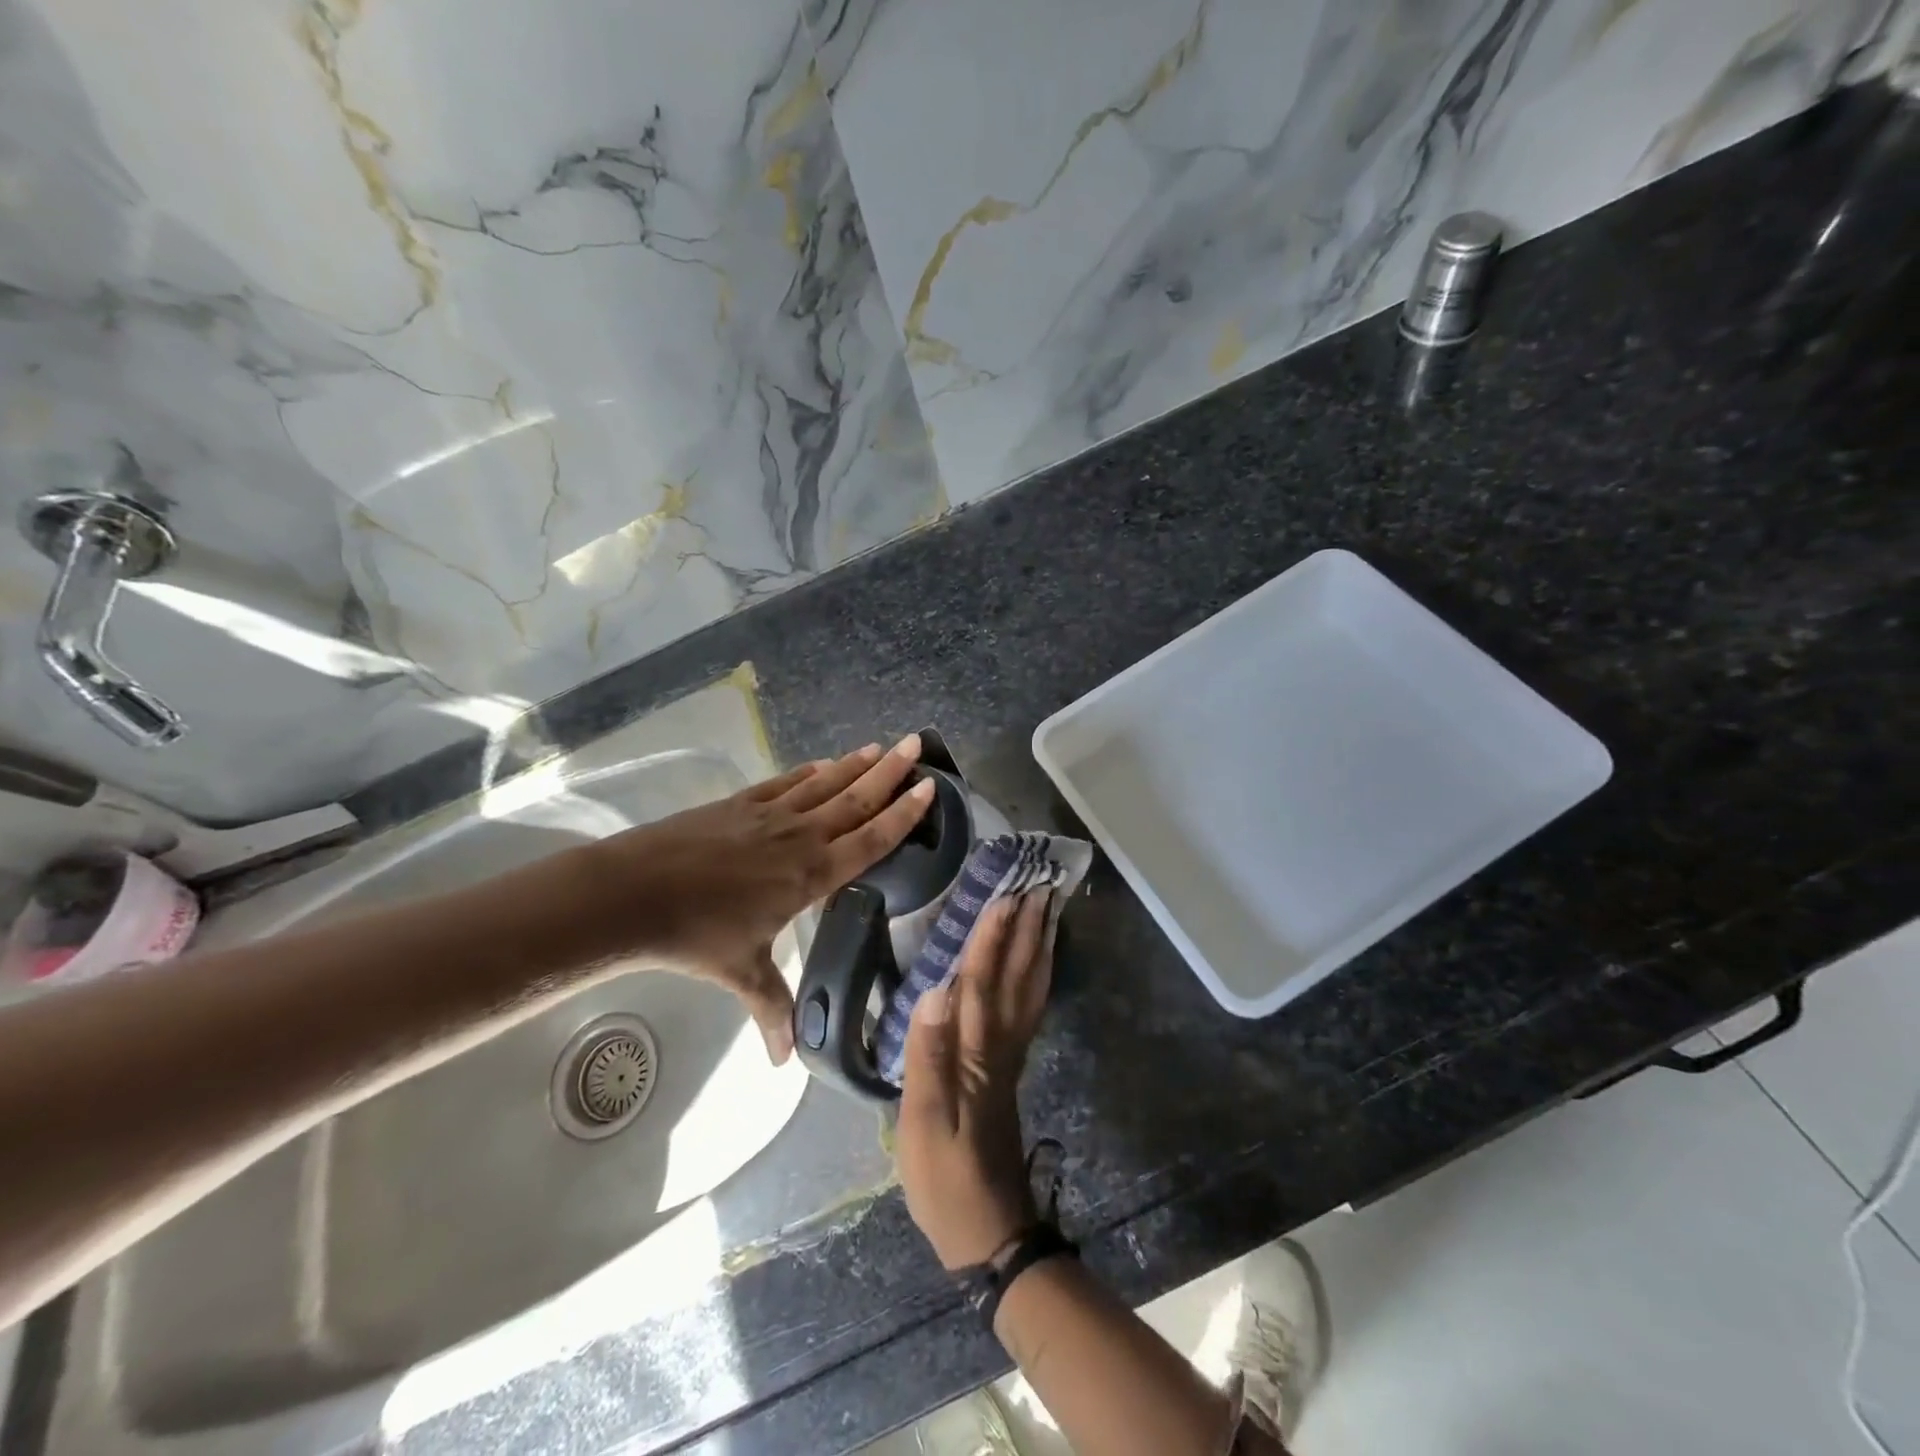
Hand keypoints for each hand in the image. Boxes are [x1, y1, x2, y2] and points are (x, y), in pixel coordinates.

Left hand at [602, 736, 935, 1063]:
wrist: (632, 894)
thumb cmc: (695, 936)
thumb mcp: (741, 973)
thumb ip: (771, 1009)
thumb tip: (784, 1061)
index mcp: (810, 876)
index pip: (870, 841)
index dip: (903, 816)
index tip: (930, 788)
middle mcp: (798, 838)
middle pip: (855, 801)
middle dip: (890, 773)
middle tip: (918, 744)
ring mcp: (768, 815)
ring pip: (824, 785)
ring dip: (855, 766)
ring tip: (881, 747)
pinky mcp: (739, 804)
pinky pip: (785, 783)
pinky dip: (809, 771)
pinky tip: (823, 764)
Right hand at [895, 888, 1056, 1269]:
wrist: (990, 1233)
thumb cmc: (945, 1180)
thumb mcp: (921, 1126)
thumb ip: (927, 1057)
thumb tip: (935, 990)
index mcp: (975, 1055)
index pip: (982, 983)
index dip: (993, 938)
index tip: (1006, 896)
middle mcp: (999, 1047)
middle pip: (1014, 978)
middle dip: (1025, 930)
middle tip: (1037, 886)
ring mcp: (1009, 1058)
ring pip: (1029, 991)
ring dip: (1038, 948)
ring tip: (1047, 911)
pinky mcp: (1010, 1071)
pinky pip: (1030, 1011)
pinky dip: (1038, 979)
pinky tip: (1039, 964)